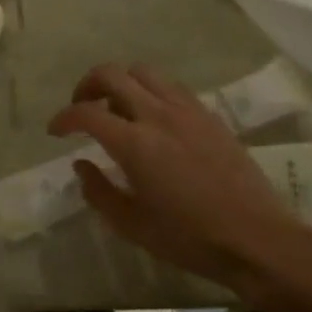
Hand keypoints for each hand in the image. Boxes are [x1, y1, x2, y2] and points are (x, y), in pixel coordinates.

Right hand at [48, 63, 304, 281]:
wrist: (256, 239)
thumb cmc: (189, 238)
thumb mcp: (132, 225)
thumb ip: (99, 191)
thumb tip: (82, 165)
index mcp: (134, 143)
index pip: (86, 113)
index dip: (63, 118)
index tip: (55, 131)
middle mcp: (158, 115)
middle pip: (112, 74)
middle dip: (87, 86)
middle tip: (82, 107)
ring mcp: (187, 110)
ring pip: (143, 72)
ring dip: (121, 83)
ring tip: (117, 109)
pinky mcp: (209, 115)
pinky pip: (171, 87)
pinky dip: (150, 92)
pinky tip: (153, 119)